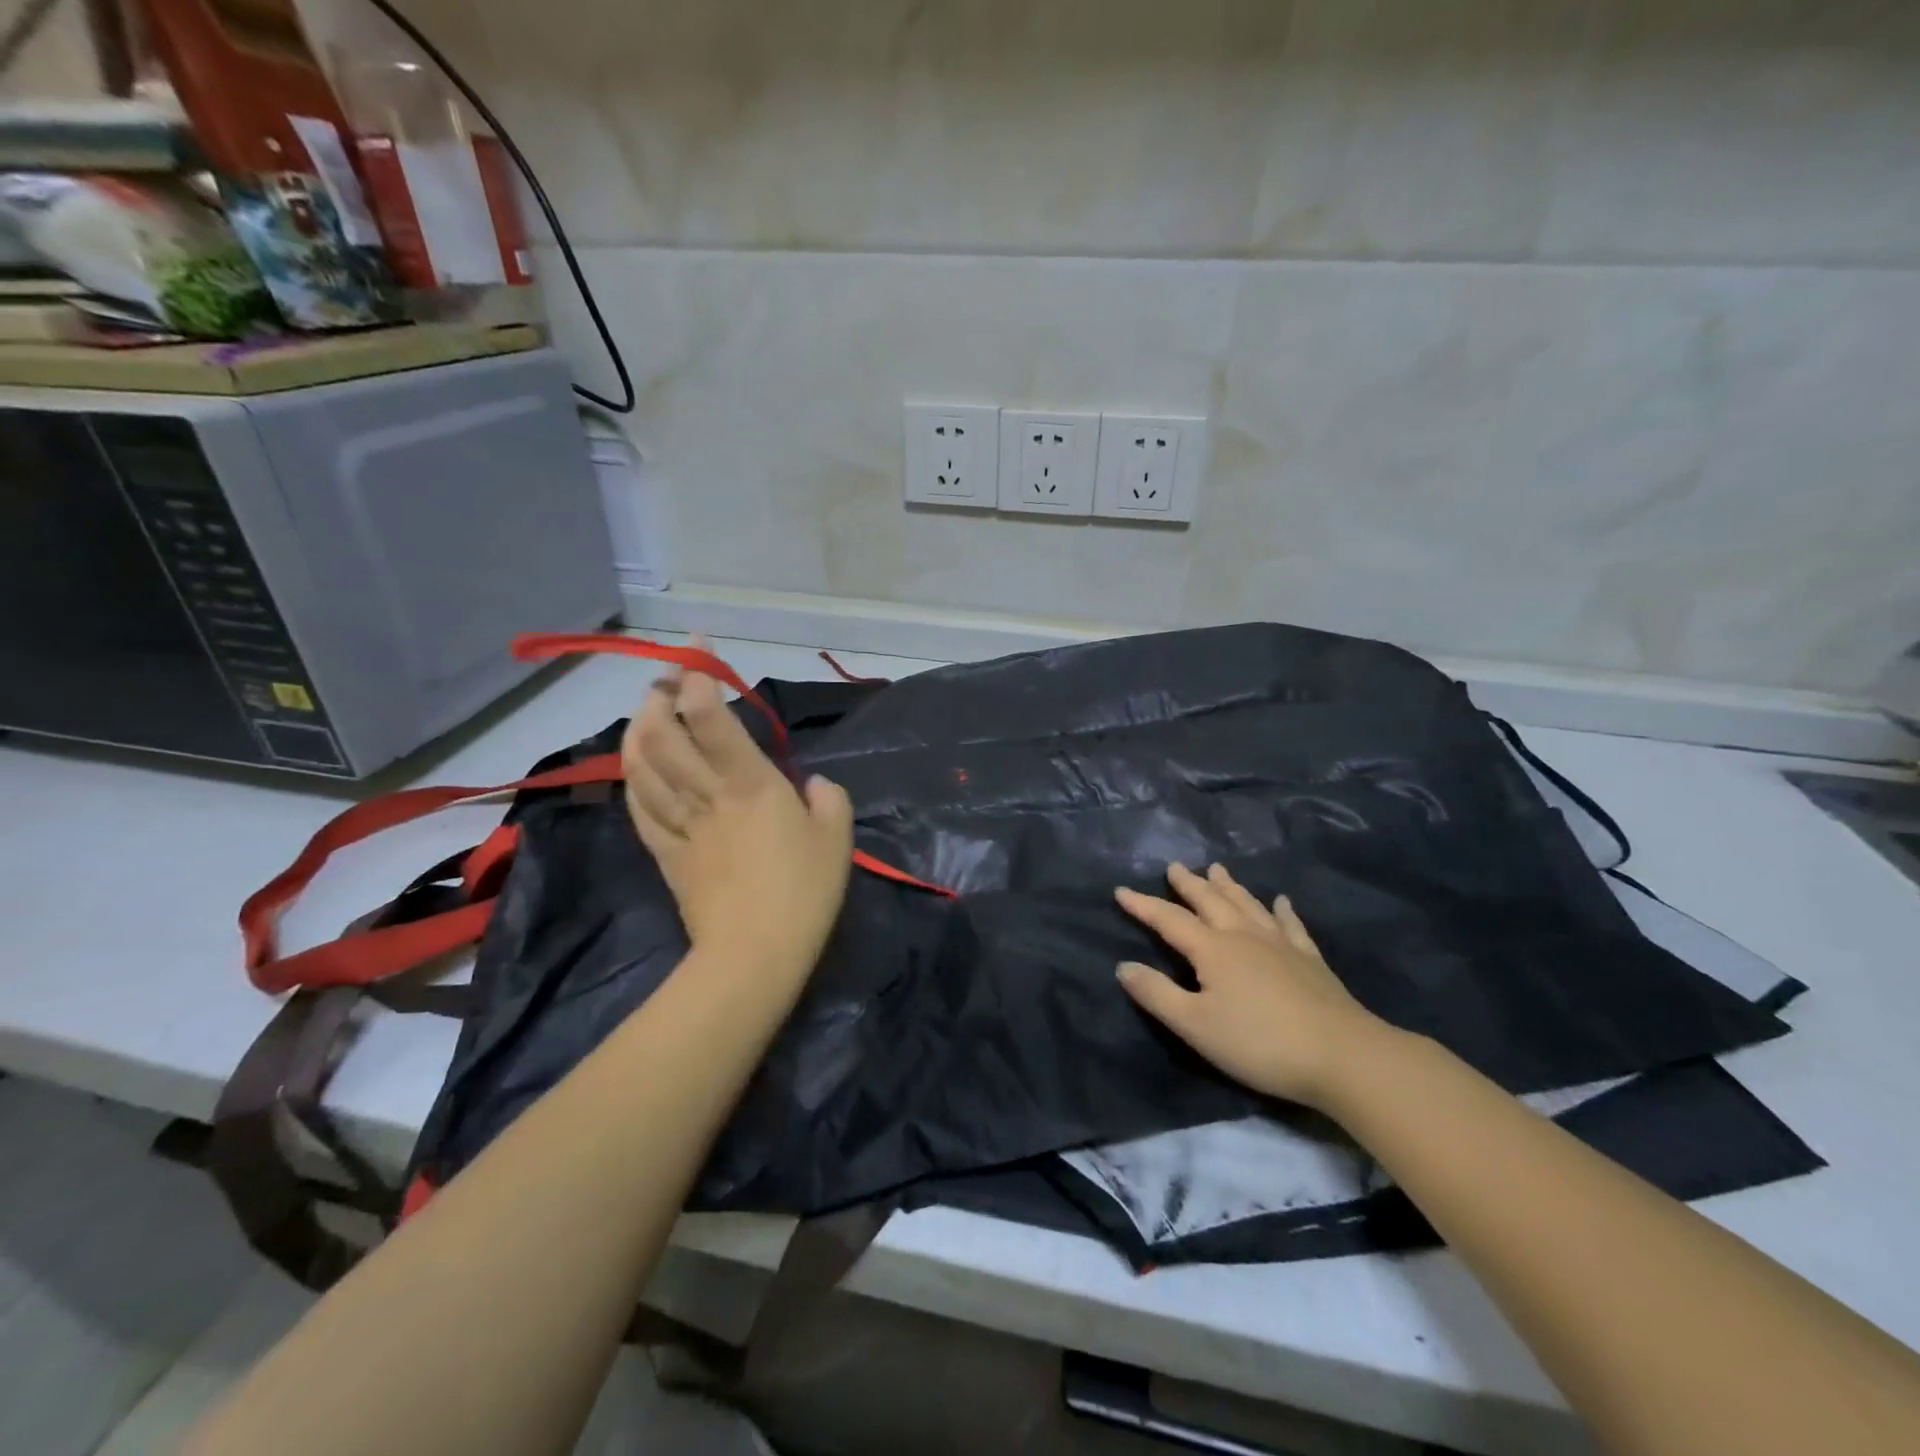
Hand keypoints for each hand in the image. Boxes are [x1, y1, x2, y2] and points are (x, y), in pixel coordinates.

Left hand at [621, 652, 853, 985]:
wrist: (755, 953)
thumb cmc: (804, 892)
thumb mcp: (837, 838)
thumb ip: (827, 800)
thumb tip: (810, 786)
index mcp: (751, 785)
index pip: (713, 721)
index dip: (699, 681)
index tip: (699, 655)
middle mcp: (708, 795)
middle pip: (665, 736)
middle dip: (658, 698)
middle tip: (665, 679)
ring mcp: (681, 824)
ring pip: (643, 767)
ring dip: (637, 731)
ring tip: (643, 711)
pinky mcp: (666, 853)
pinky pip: (640, 807)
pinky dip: (633, 778)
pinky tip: (635, 765)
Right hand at [1115, 863, 1388, 1108]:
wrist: (1342, 1055)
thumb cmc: (1259, 1042)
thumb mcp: (1195, 1025)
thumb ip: (1157, 994)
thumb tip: (1123, 966)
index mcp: (1213, 949)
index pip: (1169, 920)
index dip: (1143, 905)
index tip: (1121, 890)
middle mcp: (1243, 935)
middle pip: (1210, 901)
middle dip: (1189, 883)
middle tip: (1174, 866)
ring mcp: (1280, 944)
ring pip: (1248, 904)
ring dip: (1229, 886)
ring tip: (1217, 869)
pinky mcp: (1309, 960)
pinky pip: (1291, 925)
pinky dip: (1283, 910)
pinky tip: (1282, 900)